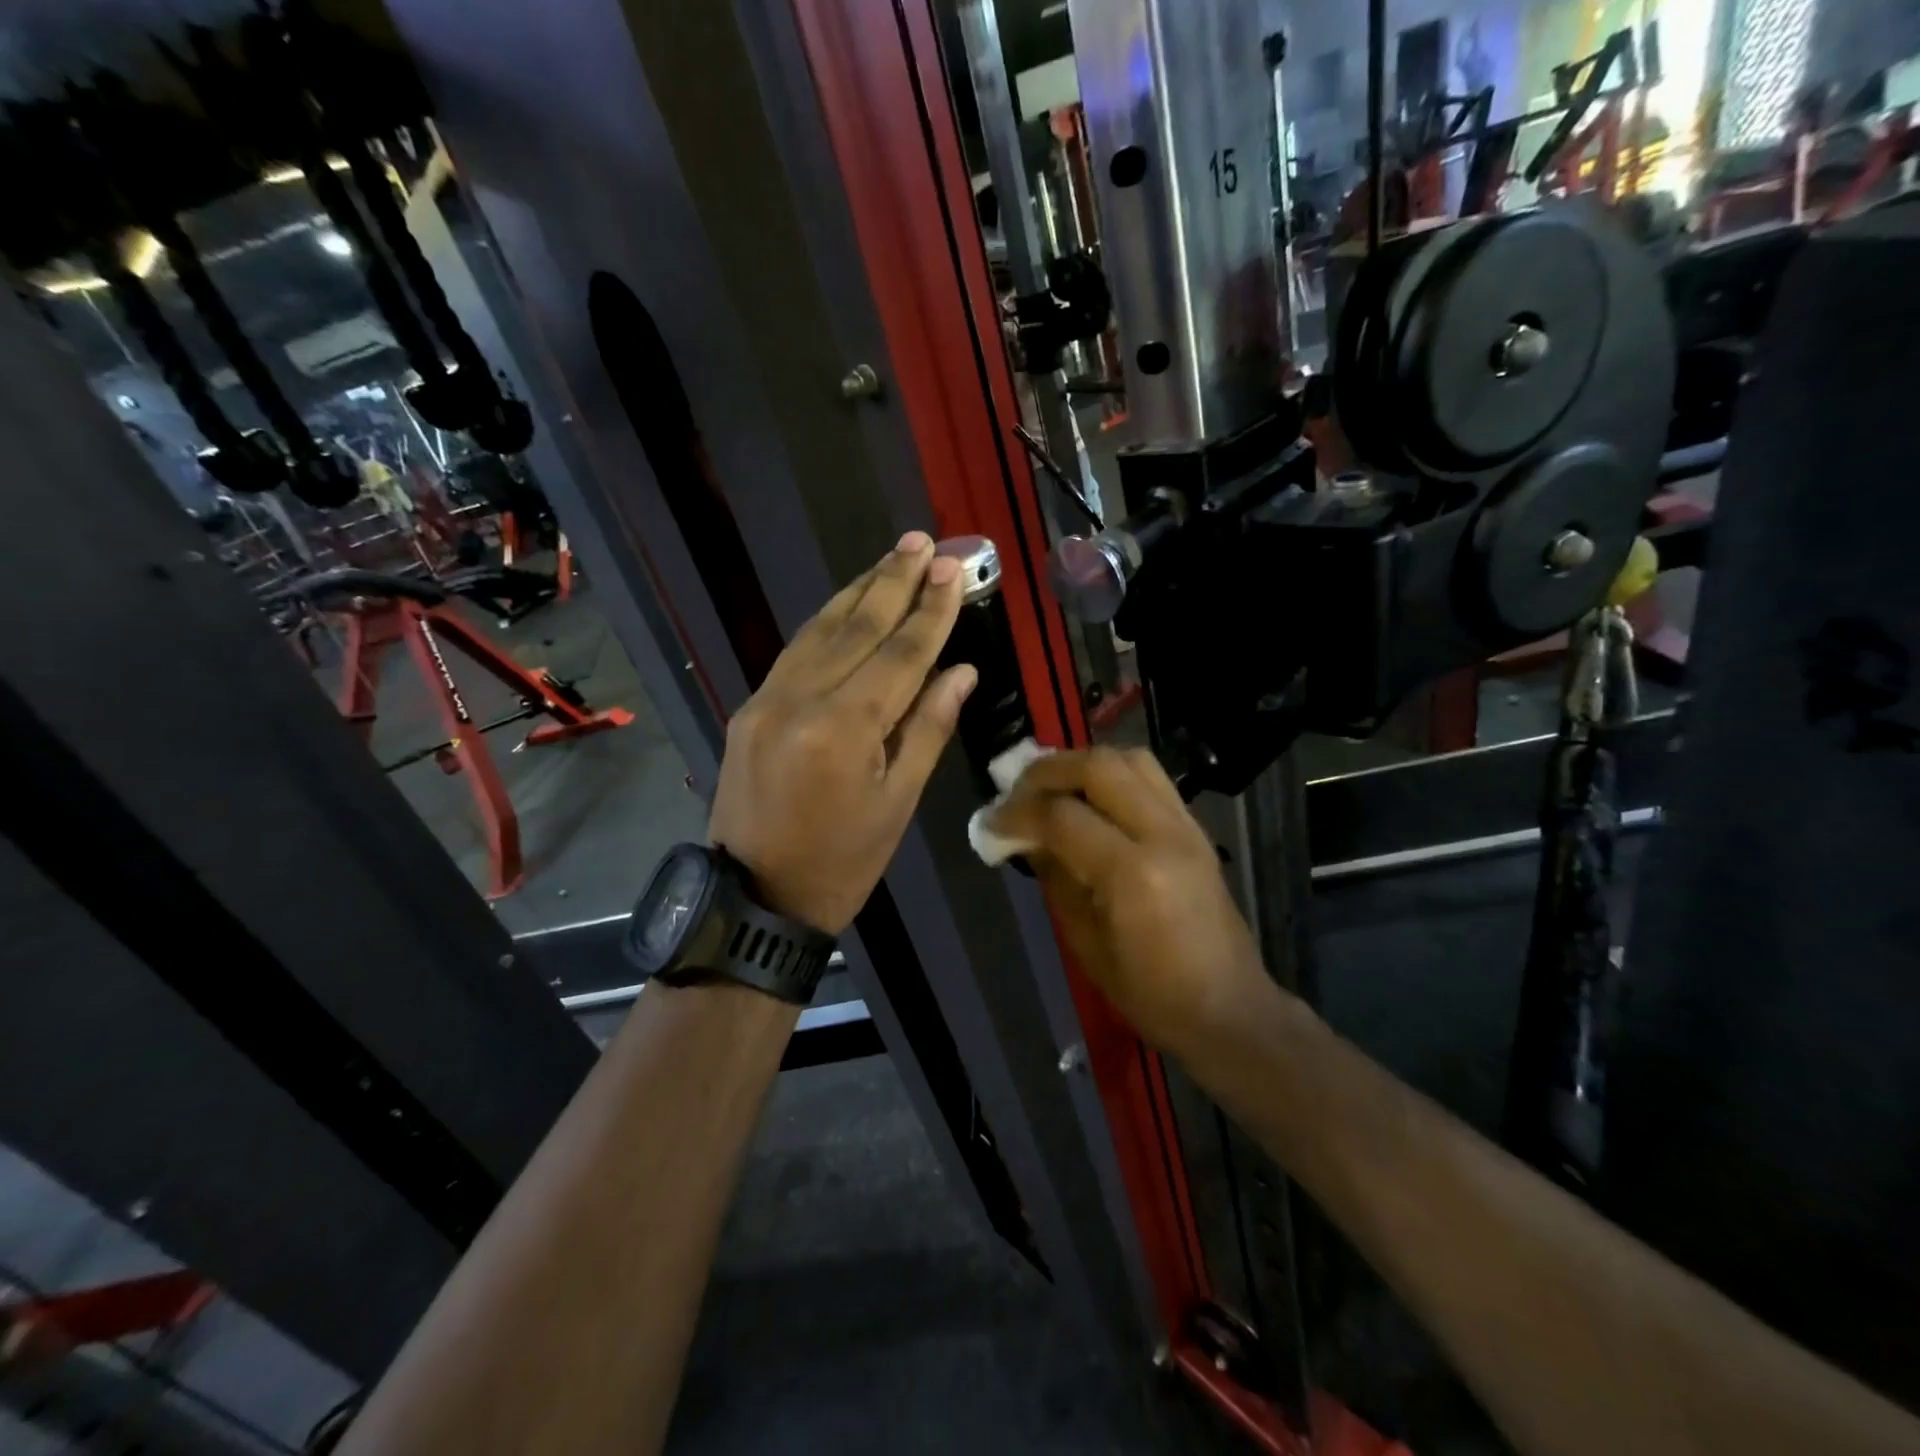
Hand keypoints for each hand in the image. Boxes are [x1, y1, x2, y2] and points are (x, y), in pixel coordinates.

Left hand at [708, 532, 975, 933]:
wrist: (755, 899)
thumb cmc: (843, 862)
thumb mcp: (898, 804)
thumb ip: (928, 729)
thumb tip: (961, 671)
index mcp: (845, 729)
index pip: (900, 655)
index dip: (931, 612)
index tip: (953, 571)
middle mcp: (801, 700)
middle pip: (857, 628)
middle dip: (893, 582)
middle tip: (922, 541)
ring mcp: (767, 700)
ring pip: (820, 630)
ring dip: (859, 591)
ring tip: (890, 558)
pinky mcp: (750, 708)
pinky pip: (795, 652)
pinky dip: (826, 622)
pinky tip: (847, 605)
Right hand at [989, 747, 1272, 1055]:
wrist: (1228, 1008)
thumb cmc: (1150, 993)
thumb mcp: (1085, 942)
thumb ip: (1055, 877)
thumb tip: (1024, 836)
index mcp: (1133, 873)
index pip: (1062, 816)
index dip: (1017, 813)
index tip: (990, 823)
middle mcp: (1163, 834)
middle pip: (1098, 767)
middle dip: (1048, 771)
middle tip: (1017, 791)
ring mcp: (1185, 826)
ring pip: (1129, 759)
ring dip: (1082, 764)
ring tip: (1053, 787)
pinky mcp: (1195, 827)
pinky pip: (1150, 777)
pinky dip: (1112, 775)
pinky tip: (1090, 799)